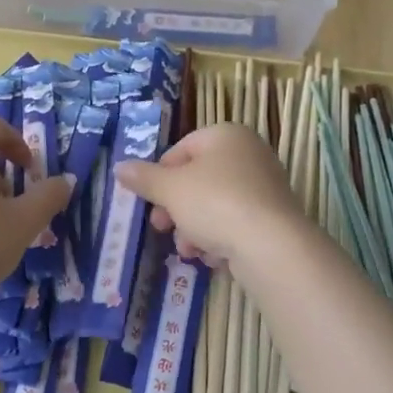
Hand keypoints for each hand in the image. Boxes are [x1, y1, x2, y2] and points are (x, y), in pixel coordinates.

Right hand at [114, 123, 304, 267]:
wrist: (271, 244)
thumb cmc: (215, 202)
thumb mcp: (170, 189)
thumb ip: (144, 178)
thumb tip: (119, 167)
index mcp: (225, 135)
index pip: (181, 149)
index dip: (160, 177)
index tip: (149, 201)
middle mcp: (249, 154)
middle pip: (197, 180)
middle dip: (176, 208)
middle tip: (162, 228)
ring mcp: (264, 186)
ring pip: (214, 205)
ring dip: (194, 229)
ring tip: (189, 250)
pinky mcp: (273, 217)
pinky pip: (235, 223)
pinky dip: (220, 238)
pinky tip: (213, 257)